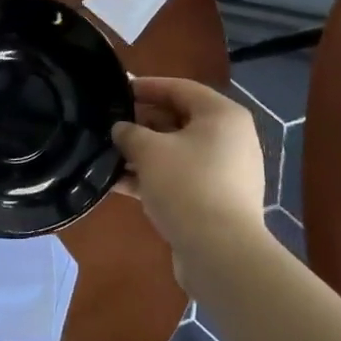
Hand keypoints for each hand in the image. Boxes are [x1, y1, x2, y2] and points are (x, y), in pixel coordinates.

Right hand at [113, 77, 267, 279]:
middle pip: (180, 120)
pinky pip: (182, 177)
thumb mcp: (149, 151)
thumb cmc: (186, 185)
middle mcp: (230, 138)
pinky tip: (121, 184)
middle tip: (110, 126)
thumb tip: (121, 129)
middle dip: (142, 123)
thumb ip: (130, 133)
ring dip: (145, 153)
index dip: (146, 87)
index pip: (180, 88)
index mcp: (222, 115)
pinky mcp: (218, 200)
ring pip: (178, 152)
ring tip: (109, 155)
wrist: (221, 253)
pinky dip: (155, 177)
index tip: (117, 90)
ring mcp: (227, 172)